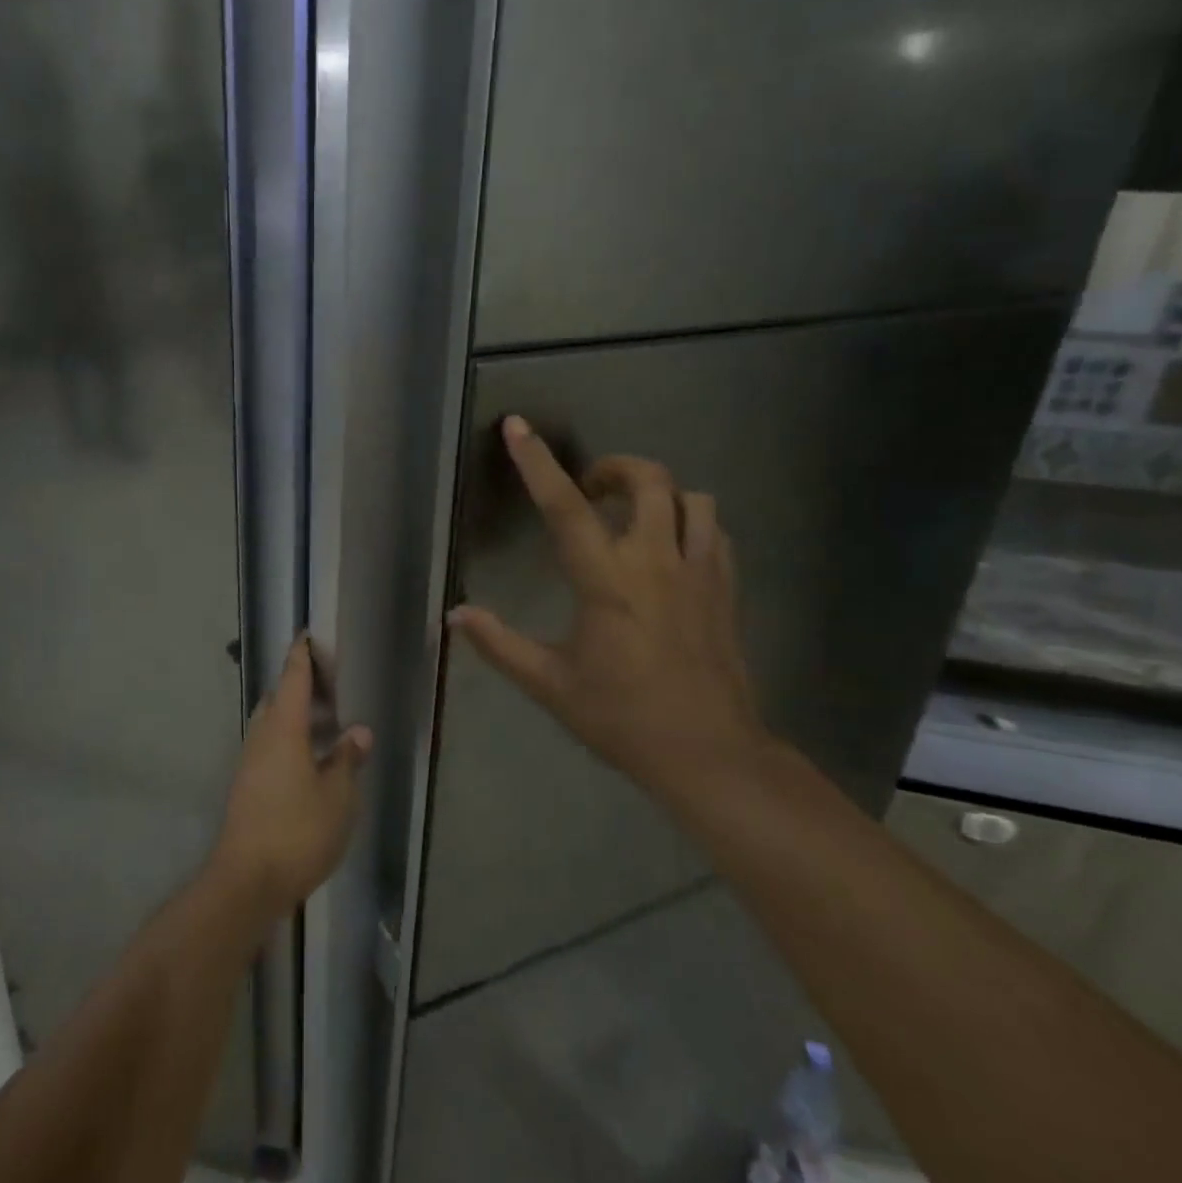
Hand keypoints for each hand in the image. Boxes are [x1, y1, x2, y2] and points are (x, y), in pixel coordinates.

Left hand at [210, 637, 372, 919]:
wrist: (245, 881)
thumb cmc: (297, 831)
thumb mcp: (338, 797)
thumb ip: (347, 760)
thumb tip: (357, 732)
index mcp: (283, 728)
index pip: (292, 677)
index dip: (302, 654)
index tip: (309, 634)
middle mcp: (261, 736)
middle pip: (278, 698)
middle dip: (300, 686)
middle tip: (330, 685)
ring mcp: (249, 762)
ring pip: (272, 724)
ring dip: (295, 716)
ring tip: (326, 723)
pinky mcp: (247, 786)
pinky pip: (269, 746)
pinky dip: (289, 740)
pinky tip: (310, 760)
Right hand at [447, 415, 765, 789]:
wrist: (711, 755)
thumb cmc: (623, 718)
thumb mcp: (551, 685)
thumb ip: (499, 644)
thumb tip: (454, 615)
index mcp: (606, 581)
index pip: (565, 506)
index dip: (537, 462)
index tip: (518, 426)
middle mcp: (656, 562)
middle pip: (647, 480)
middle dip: (616, 469)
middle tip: (592, 491)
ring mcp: (699, 572)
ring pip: (692, 498)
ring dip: (660, 494)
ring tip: (635, 517)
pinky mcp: (727, 589)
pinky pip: (714, 532)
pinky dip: (691, 523)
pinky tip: (672, 549)